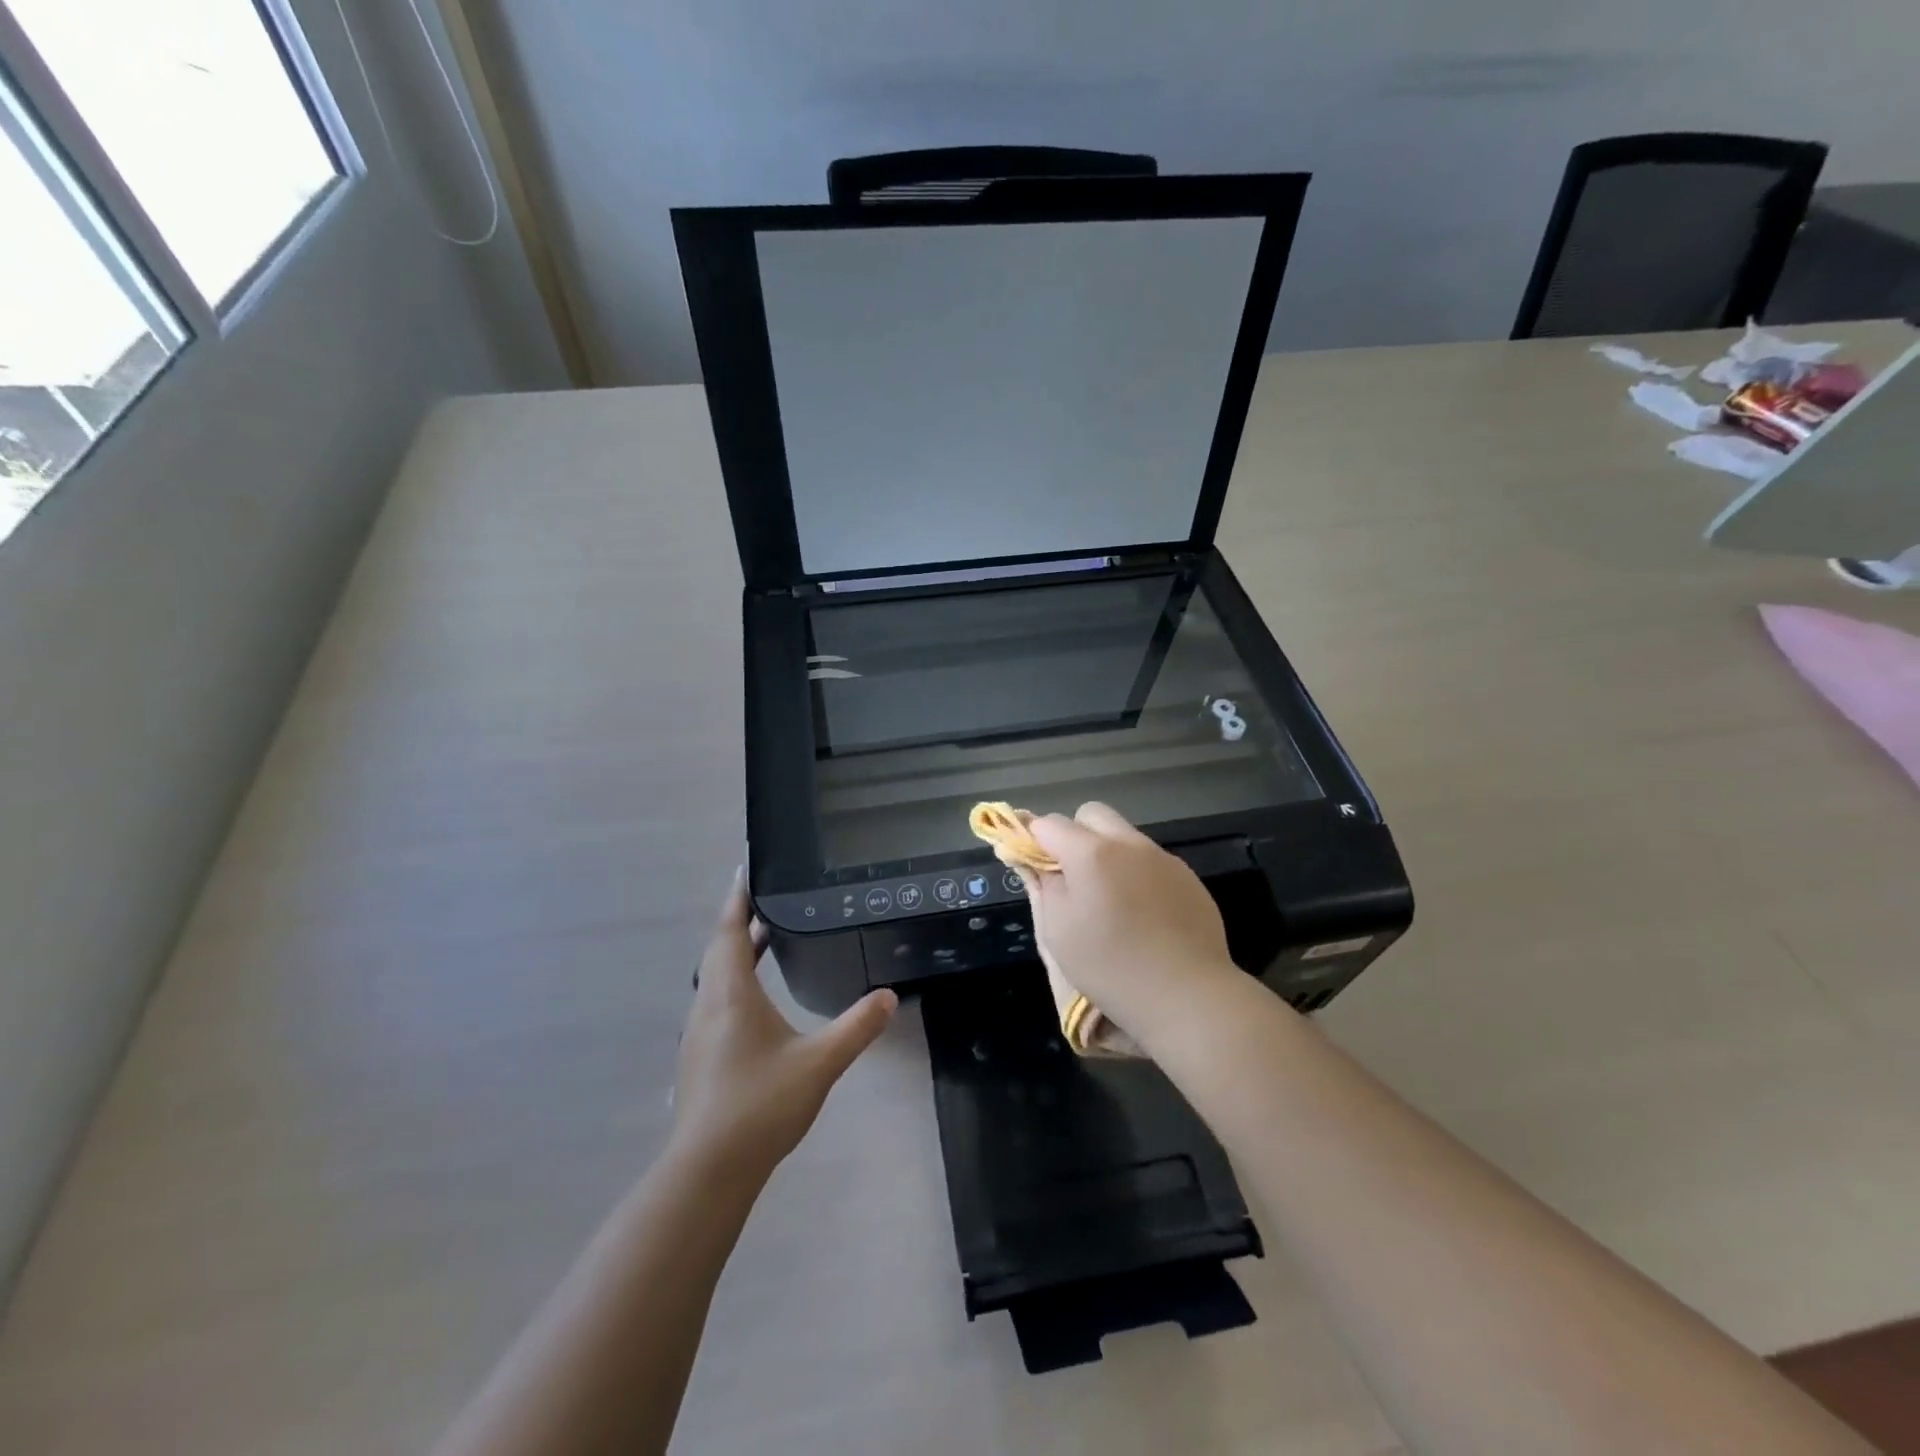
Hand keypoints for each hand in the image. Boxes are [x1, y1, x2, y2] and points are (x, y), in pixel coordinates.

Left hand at [672, 870, 896, 1181]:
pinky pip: (716, 1000)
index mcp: (732, 994)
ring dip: (736, 952)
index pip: (731, 931)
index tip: (746, 870)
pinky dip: (734, 980)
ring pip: (715, 977)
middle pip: (720, 950)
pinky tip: (756, 999)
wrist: (708, 1169)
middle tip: (769, 900)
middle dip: (741, 921)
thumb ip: (856, 1027)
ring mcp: (699, 1033)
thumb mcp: (820, 1063)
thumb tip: (889, 995)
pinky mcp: (700, 1056)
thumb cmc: (761, 1104)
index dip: (738, 899)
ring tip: (766, 939)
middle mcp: (708, 1005)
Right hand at [1023, 803, 1239, 1037]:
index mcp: (1091, 853)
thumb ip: (1045, 887)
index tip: (1035, 867)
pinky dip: (1138, 875)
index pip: (1049, 823)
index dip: (1034, 841)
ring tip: (1111, 902)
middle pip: (1092, 815)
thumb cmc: (1111, 967)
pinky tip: (1144, 916)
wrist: (1188, 996)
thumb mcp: (1058, 931)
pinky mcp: (1189, 878)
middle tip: (1073, 878)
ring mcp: (1163, 858)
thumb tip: (1038, 863)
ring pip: (1124, 837)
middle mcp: (1129, 844)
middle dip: (1074, 835)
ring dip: (1109, 855)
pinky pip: (1152, 862)